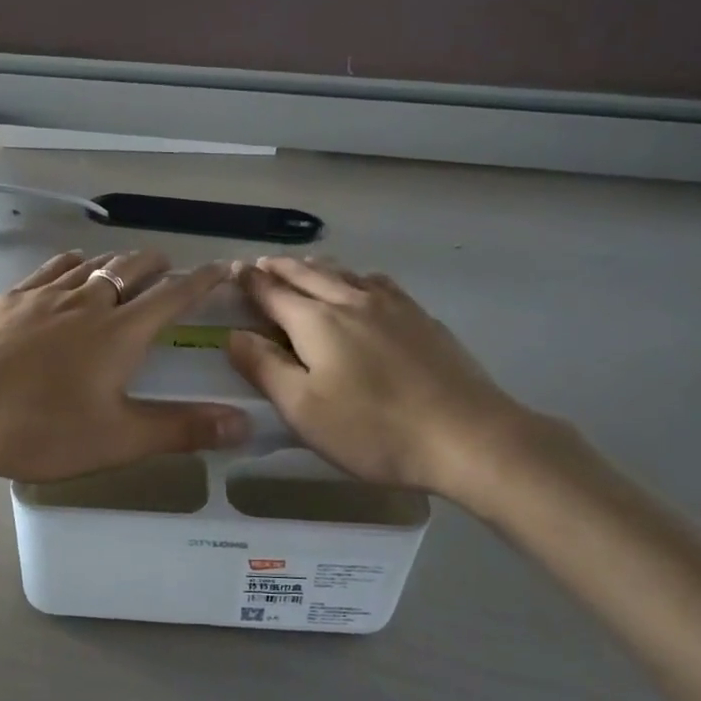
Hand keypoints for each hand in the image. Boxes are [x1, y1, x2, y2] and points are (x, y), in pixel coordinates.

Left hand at [0, 249, 250, 481]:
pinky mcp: (11, 299)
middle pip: (132, 269)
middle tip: (170, 270)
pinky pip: (52, 268)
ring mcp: (46, 296)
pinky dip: (74, 264)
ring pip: (93, 265)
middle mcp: (88, 302)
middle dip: (158, 266)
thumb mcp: (117, 439)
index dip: (202, 281)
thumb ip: (181, 430)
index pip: (173, 296)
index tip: (223, 267)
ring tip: (127, 268)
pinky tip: (72, 268)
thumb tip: (246, 424)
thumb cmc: (43, 428)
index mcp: (120, 333)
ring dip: (118, 263)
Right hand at [226, 257, 543, 505]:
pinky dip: (356, 277)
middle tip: (259, 264)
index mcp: (316, 321)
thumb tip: (233, 335)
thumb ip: (264, 368)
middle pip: (307, 274)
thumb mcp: (302, 409)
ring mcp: (392, 306)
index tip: (234, 271)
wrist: (466, 436)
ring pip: (344, 273)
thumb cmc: (372, 429)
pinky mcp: (421, 318)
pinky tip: (362, 285)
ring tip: (303, 266)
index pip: (272, 292)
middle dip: (279, 268)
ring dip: (316, 267)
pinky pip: (378, 283)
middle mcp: (351, 301)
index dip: (250, 282)